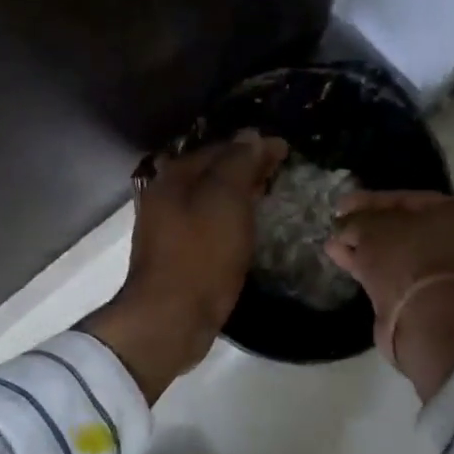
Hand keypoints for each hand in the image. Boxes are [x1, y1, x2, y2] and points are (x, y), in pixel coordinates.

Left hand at [85, 131, 287, 401]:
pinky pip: (209, 224)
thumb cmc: (201, 253)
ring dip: (239, 194)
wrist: (172, 317)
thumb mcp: (225, 199)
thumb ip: (239, 163)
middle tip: (281, 172)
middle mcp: (166, 196)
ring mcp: (169, 227)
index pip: (220, 148)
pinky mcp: (178, 255)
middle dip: (246, 168)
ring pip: (210, 199)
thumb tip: (252, 136)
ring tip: (269, 196)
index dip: (254, 146)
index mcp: (175, 176)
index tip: (286, 151)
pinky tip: (246, 228)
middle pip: (213, 172)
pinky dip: (230, 218)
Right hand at [326, 191, 453, 397]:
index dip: (368, 200)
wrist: (423, 318)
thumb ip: (355, 219)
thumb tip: (343, 225)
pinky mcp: (422, 296)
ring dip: (363, 247)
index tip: (340, 205)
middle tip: (337, 224)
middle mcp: (451, 239)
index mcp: (451, 212)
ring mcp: (438, 271)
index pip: (403, 198)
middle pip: (399, 226)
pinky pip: (390, 273)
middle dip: (365, 226)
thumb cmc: (404, 258)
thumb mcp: (371, 227)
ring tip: (332, 243)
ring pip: (393, 252)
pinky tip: (341, 258)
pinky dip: (367, 265)